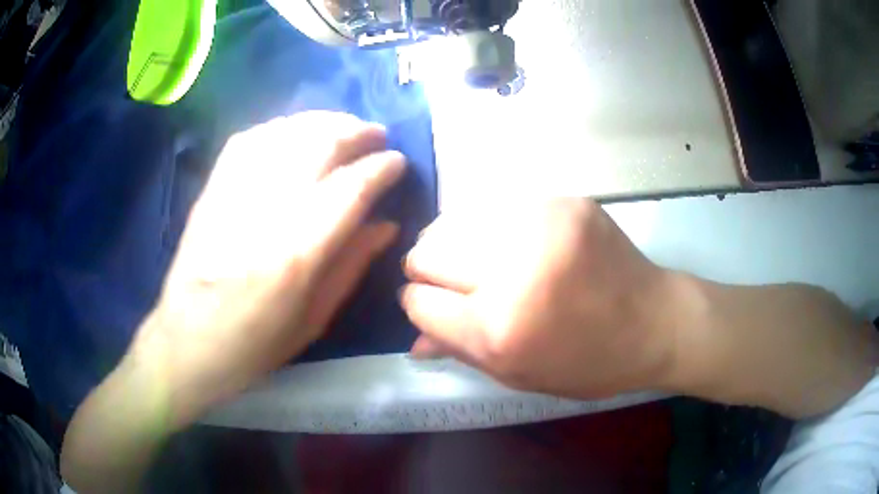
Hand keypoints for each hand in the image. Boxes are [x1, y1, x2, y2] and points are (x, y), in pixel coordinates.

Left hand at [132, 112, 405, 424]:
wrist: (187, 341)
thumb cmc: (254, 344)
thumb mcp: (314, 320)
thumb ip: (352, 265)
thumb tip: (386, 224)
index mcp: (298, 254)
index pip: (352, 188)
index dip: (382, 168)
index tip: (398, 162)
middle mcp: (267, 211)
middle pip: (321, 145)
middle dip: (357, 131)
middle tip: (377, 135)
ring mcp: (234, 192)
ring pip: (288, 132)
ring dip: (324, 122)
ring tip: (344, 127)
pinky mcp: (213, 187)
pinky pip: (251, 137)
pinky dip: (282, 127)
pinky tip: (297, 132)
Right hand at [401, 198, 676, 398]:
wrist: (655, 320)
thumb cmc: (588, 362)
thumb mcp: (521, 375)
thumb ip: (460, 352)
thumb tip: (412, 339)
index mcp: (500, 329)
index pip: (419, 302)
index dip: (417, 304)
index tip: (429, 305)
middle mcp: (513, 271)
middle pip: (426, 252)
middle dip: (428, 271)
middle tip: (456, 283)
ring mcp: (540, 224)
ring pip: (453, 221)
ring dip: (456, 244)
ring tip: (483, 262)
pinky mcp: (561, 200)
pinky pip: (494, 207)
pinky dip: (490, 229)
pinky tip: (514, 245)